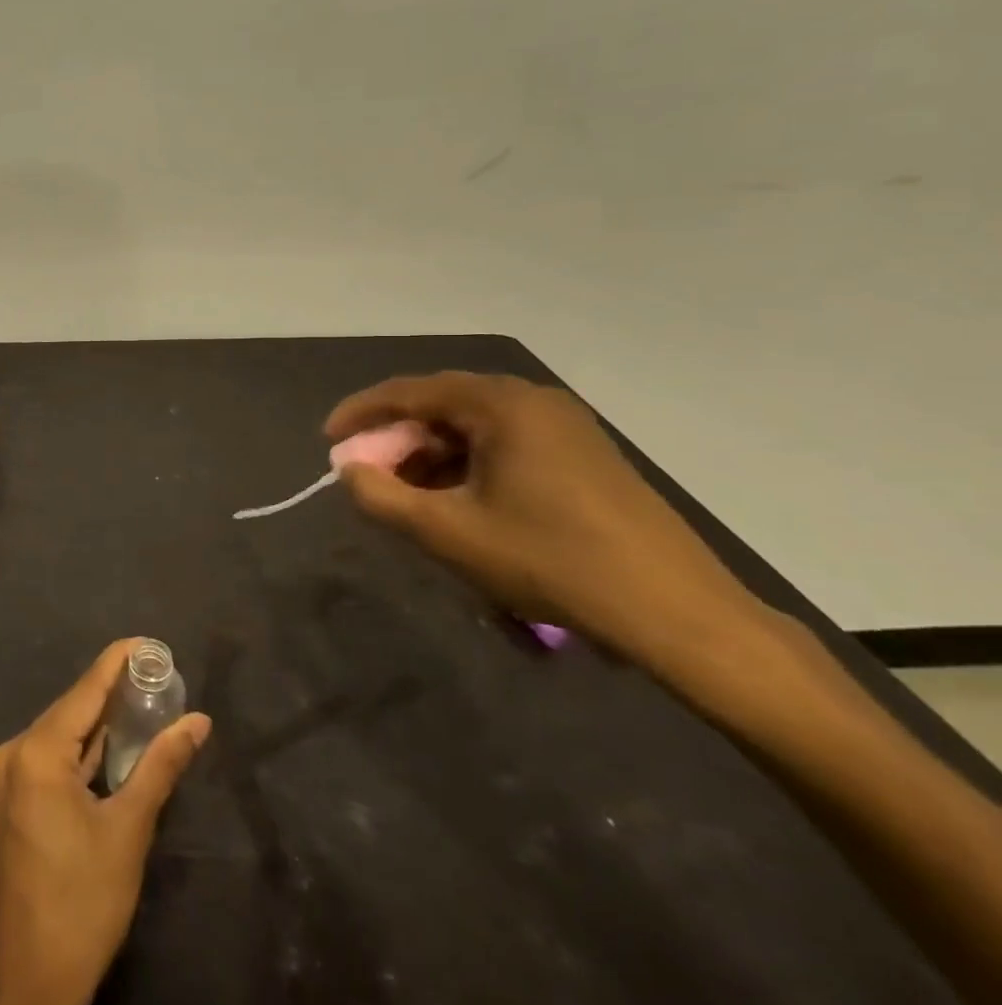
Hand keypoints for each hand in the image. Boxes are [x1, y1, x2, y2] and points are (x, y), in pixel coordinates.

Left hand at [0, 639, 211, 1004]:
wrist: (27, 983)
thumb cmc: (81, 903)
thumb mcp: (128, 830)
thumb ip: (161, 767)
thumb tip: (198, 721)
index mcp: (37, 751)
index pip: (86, 689)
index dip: (118, 661)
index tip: (150, 642)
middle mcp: (16, 752)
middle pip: (73, 708)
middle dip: (115, 690)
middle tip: (160, 675)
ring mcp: (11, 778)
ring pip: (64, 734)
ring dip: (102, 721)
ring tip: (147, 700)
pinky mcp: (16, 801)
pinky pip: (54, 758)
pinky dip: (86, 749)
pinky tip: (116, 743)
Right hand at [325, 372, 761, 661]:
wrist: (676, 613)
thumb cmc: (550, 561)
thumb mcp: (447, 533)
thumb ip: (381, 497)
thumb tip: (349, 471)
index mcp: (501, 404)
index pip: (410, 391)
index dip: (361, 414)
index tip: (328, 441)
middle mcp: (533, 401)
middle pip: (442, 406)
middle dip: (396, 440)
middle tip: (368, 475)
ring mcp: (565, 427)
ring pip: (473, 428)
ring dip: (430, 456)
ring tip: (408, 497)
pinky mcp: (584, 456)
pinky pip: (504, 445)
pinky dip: (467, 467)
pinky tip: (458, 504)